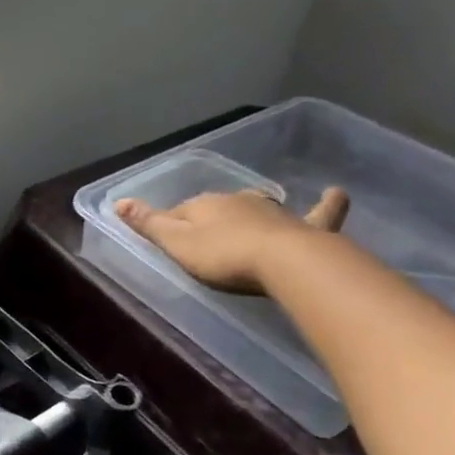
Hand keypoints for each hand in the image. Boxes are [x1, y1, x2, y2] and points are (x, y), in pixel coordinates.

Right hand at [115, 186, 350, 292]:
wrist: (284, 262)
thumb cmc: (223, 256)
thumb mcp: (176, 244)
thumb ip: (148, 224)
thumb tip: (117, 201)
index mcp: (204, 206)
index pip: (180, 211)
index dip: (172, 224)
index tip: (167, 238)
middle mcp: (238, 201)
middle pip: (218, 207)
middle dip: (211, 216)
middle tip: (205, 236)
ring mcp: (275, 211)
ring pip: (259, 205)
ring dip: (253, 210)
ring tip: (249, 215)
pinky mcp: (308, 227)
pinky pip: (322, 211)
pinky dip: (328, 203)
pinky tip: (336, 193)